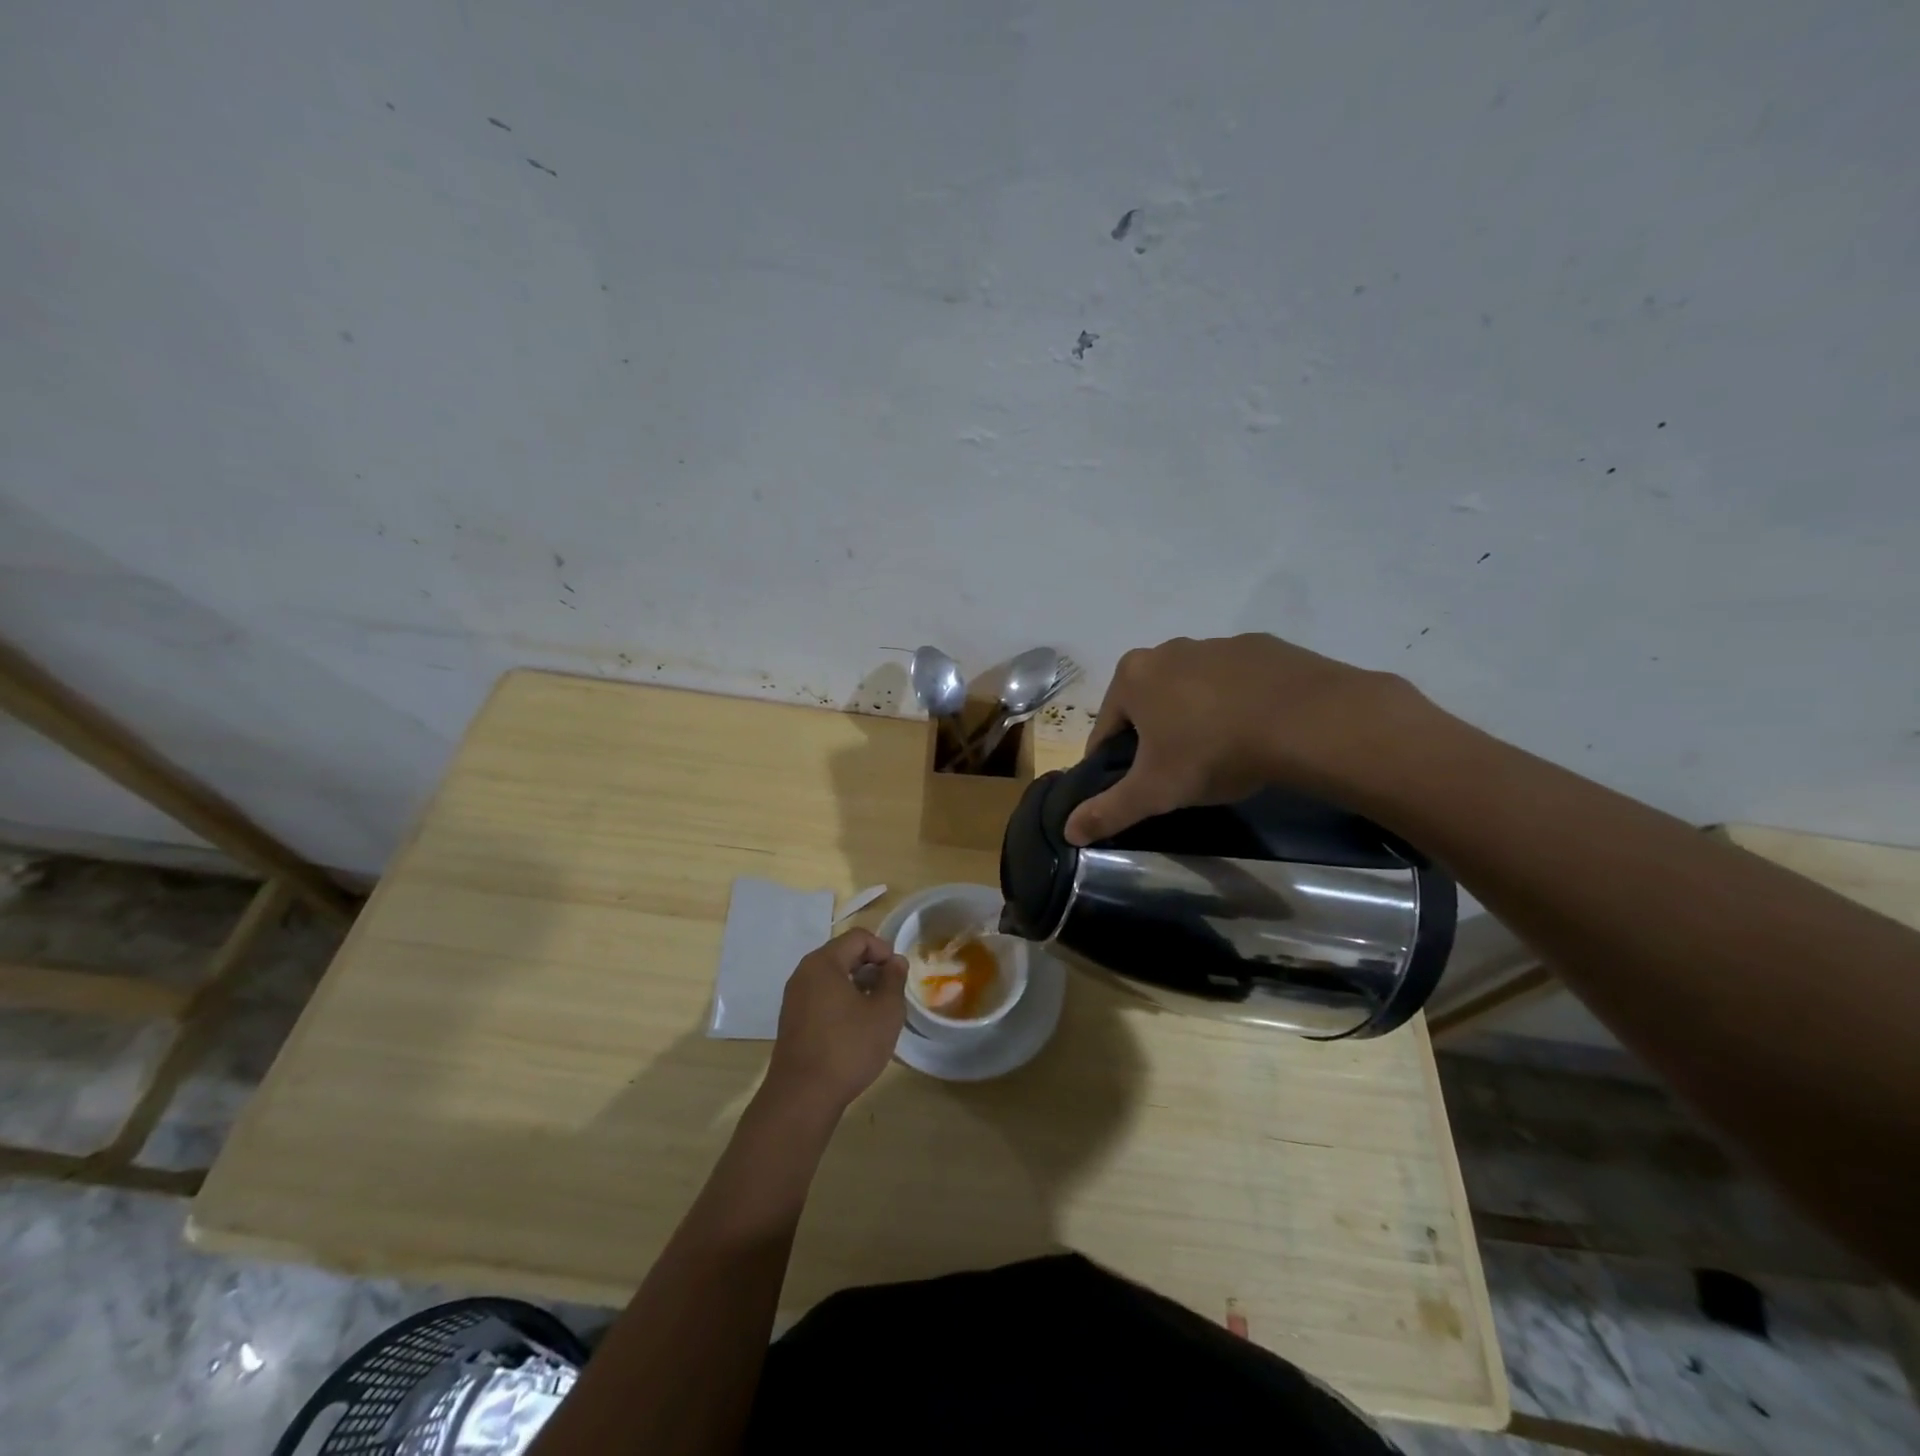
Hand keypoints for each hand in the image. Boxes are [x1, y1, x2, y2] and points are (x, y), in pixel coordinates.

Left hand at [765, 929, 907, 1115]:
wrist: (802, 1097)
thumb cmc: (848, 1048)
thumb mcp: (885, 1012)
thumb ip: (894, 980)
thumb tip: (895, 962)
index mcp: (823, 963)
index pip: (859, 937)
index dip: (883, 949)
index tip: (898, 975)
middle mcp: (804, 973)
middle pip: (843, 954)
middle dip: (871, 968)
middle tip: (891, 992)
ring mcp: (794, 997)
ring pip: (833, 977)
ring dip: (858, 986)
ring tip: (877, 1011)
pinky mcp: (792, 1020)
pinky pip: (821, 996)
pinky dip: (841, 1002)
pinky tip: (856, 1028)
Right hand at [1064, 633, 1426, 844]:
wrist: (1305, 719)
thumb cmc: (1212, 751)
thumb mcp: (1154, 791)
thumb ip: (1108, 811)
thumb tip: (1068, 831)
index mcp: (1132, 677)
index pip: (1107, 728)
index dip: (1114, 762)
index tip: (1135, 787)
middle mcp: (1167, 650)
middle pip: (1148, 703)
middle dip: (1157, 736)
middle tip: (1180, 773)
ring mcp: (1216, 644)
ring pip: (1191, 689)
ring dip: (1196, 717)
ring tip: (1222, 753)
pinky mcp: (1261, 646)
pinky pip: (1235, 681)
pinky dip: (1236, 702)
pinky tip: (1255, 730)